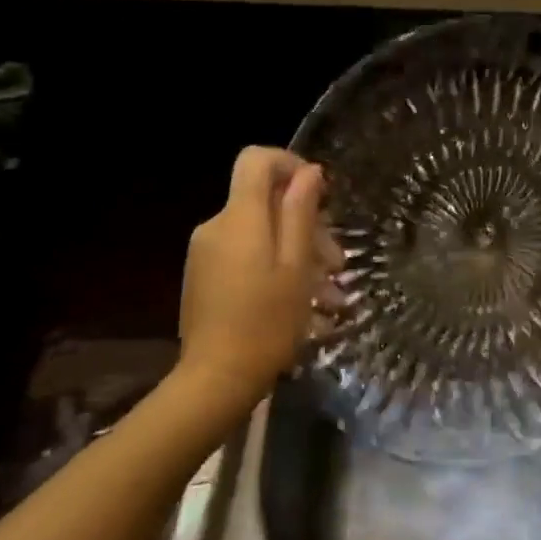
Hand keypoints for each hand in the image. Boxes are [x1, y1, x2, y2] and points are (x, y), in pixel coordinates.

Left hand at [177, 148, 337, 426]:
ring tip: (328, 291)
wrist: (215, 380)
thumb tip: (309, 172)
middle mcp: (216, 225)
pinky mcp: (204, 275)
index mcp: (239, 217)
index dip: (290, 164)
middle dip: (305, 221)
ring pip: (259, 230)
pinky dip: (275, 264)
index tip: (319, 194)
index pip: (256, 159)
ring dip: (296, 249)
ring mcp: (205, 251)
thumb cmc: (267, 323)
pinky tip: (301, 300)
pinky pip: (245, 252)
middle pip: (263, 199)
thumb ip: (300, 213)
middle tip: (336, 262)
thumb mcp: (297, 266)